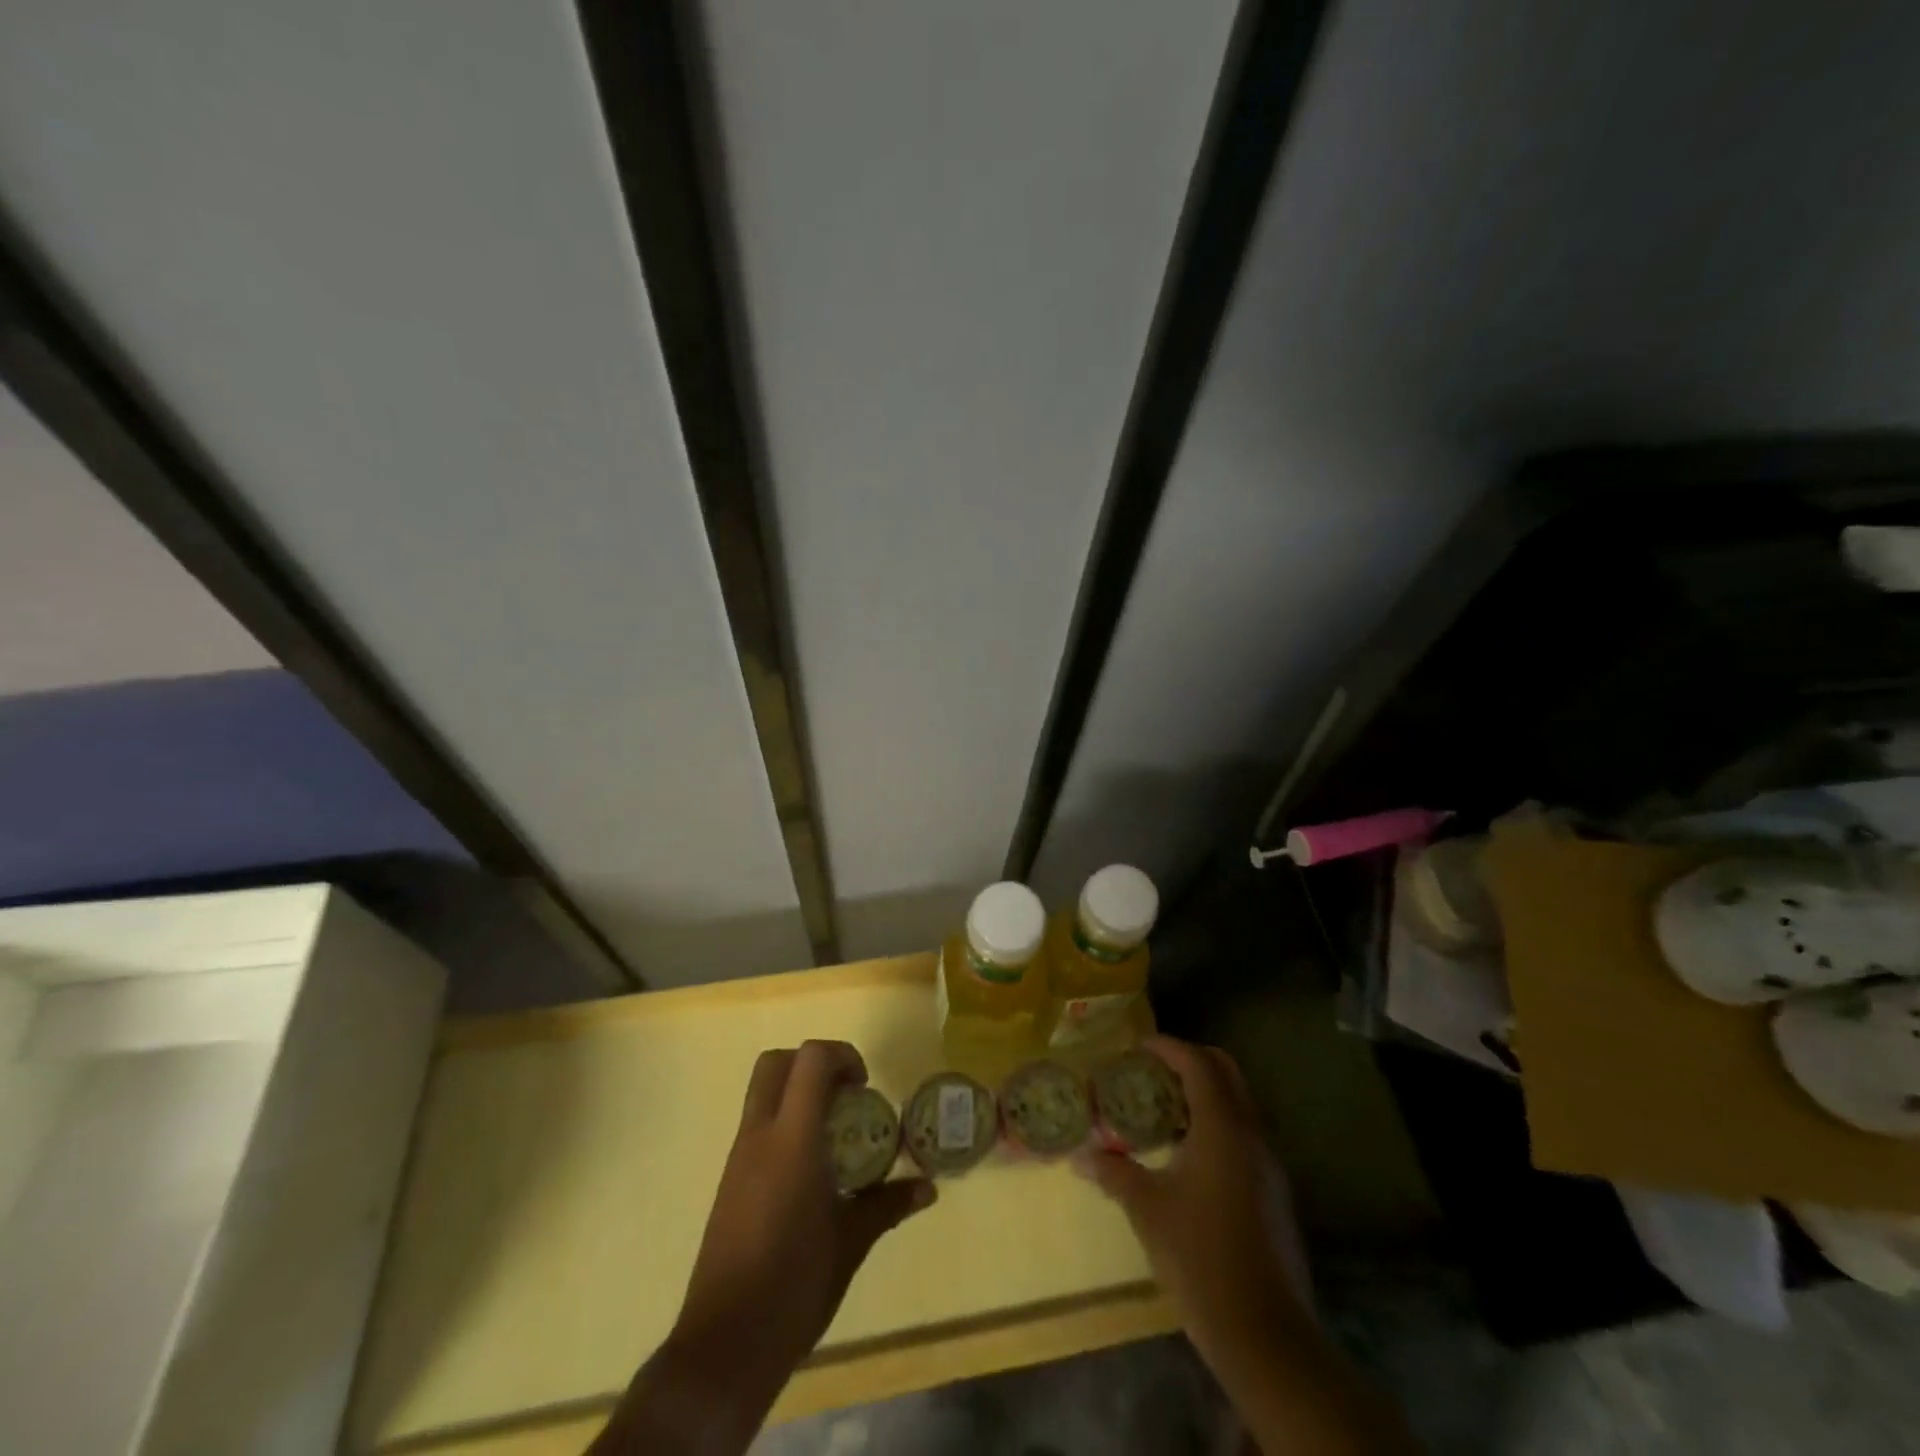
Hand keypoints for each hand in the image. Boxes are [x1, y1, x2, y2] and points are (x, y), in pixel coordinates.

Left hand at [678, 1040, 933, 1374]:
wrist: (724, 1345)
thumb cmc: (794, 1285)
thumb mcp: (851, 1242)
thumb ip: (888, 1204)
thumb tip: (928, 1188)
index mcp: (791, 1140)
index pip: (810, 1060)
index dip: (842, 1056)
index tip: (864, 1087)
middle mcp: (759, 1136)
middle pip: (776, 1062)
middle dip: (813, 1064)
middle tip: (845, 1096)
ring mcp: (738, 1159)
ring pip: (762, 1094)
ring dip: (797, 1094)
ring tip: (834, 1137)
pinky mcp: (729, 1183)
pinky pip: (757, 1128)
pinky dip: (785, 1125)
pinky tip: (810, 1173)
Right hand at [1076, 1035, 1309, 1368]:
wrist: (1264, 1332)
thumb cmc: (1199, 1257)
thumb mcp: (1147, 1209)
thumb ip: (1114, 1172)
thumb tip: (1081, 1156)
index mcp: (1222, 1127)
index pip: (1197, 1063)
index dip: (1168, 1047)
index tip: (1139, 1046)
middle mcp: (1251, 1134)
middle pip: (1226, 1071)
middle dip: (1191, 1060)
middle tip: (1153, 1069)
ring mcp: (1268, 1163)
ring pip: (1239, 1102)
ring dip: (1205, 1092)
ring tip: (1164, 1107)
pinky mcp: (1273, 1190)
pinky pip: (1244, 1133)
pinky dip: (1216, 1122)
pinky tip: (1188, 1152)